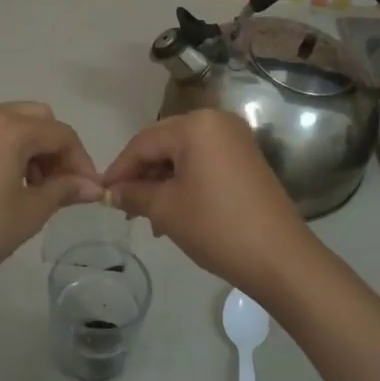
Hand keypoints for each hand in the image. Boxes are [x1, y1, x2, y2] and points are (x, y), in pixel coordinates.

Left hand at [0, 102, 102, 303]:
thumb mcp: (29, 212)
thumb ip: (64, 190)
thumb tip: (93, 186)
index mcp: (8, 128)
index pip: (60, 133)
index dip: (81, 161)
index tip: (89, 191)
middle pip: (37, 119)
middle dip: (56, 148)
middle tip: (61, 185)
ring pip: (12, 124)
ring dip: (32, 148)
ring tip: (35, 189)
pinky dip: (7, 150)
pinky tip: (7, 186)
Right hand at [102, 110, 318, 303]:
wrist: (280, 258)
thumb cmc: (216, 227)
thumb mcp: (165, 210)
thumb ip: (132, 194)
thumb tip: (110, 192)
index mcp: (196, 125)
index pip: (143, 142)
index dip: (119, 169)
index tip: (99, 193)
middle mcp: (217, 122)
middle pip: (163, 144)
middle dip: (140, 175)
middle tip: (122, 205)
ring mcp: (235, 140)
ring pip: (182, 155)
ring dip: (161, 182)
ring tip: (147, 217)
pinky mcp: (246, 159)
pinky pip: (203, 163)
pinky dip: (184, 183)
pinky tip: (172, 211)